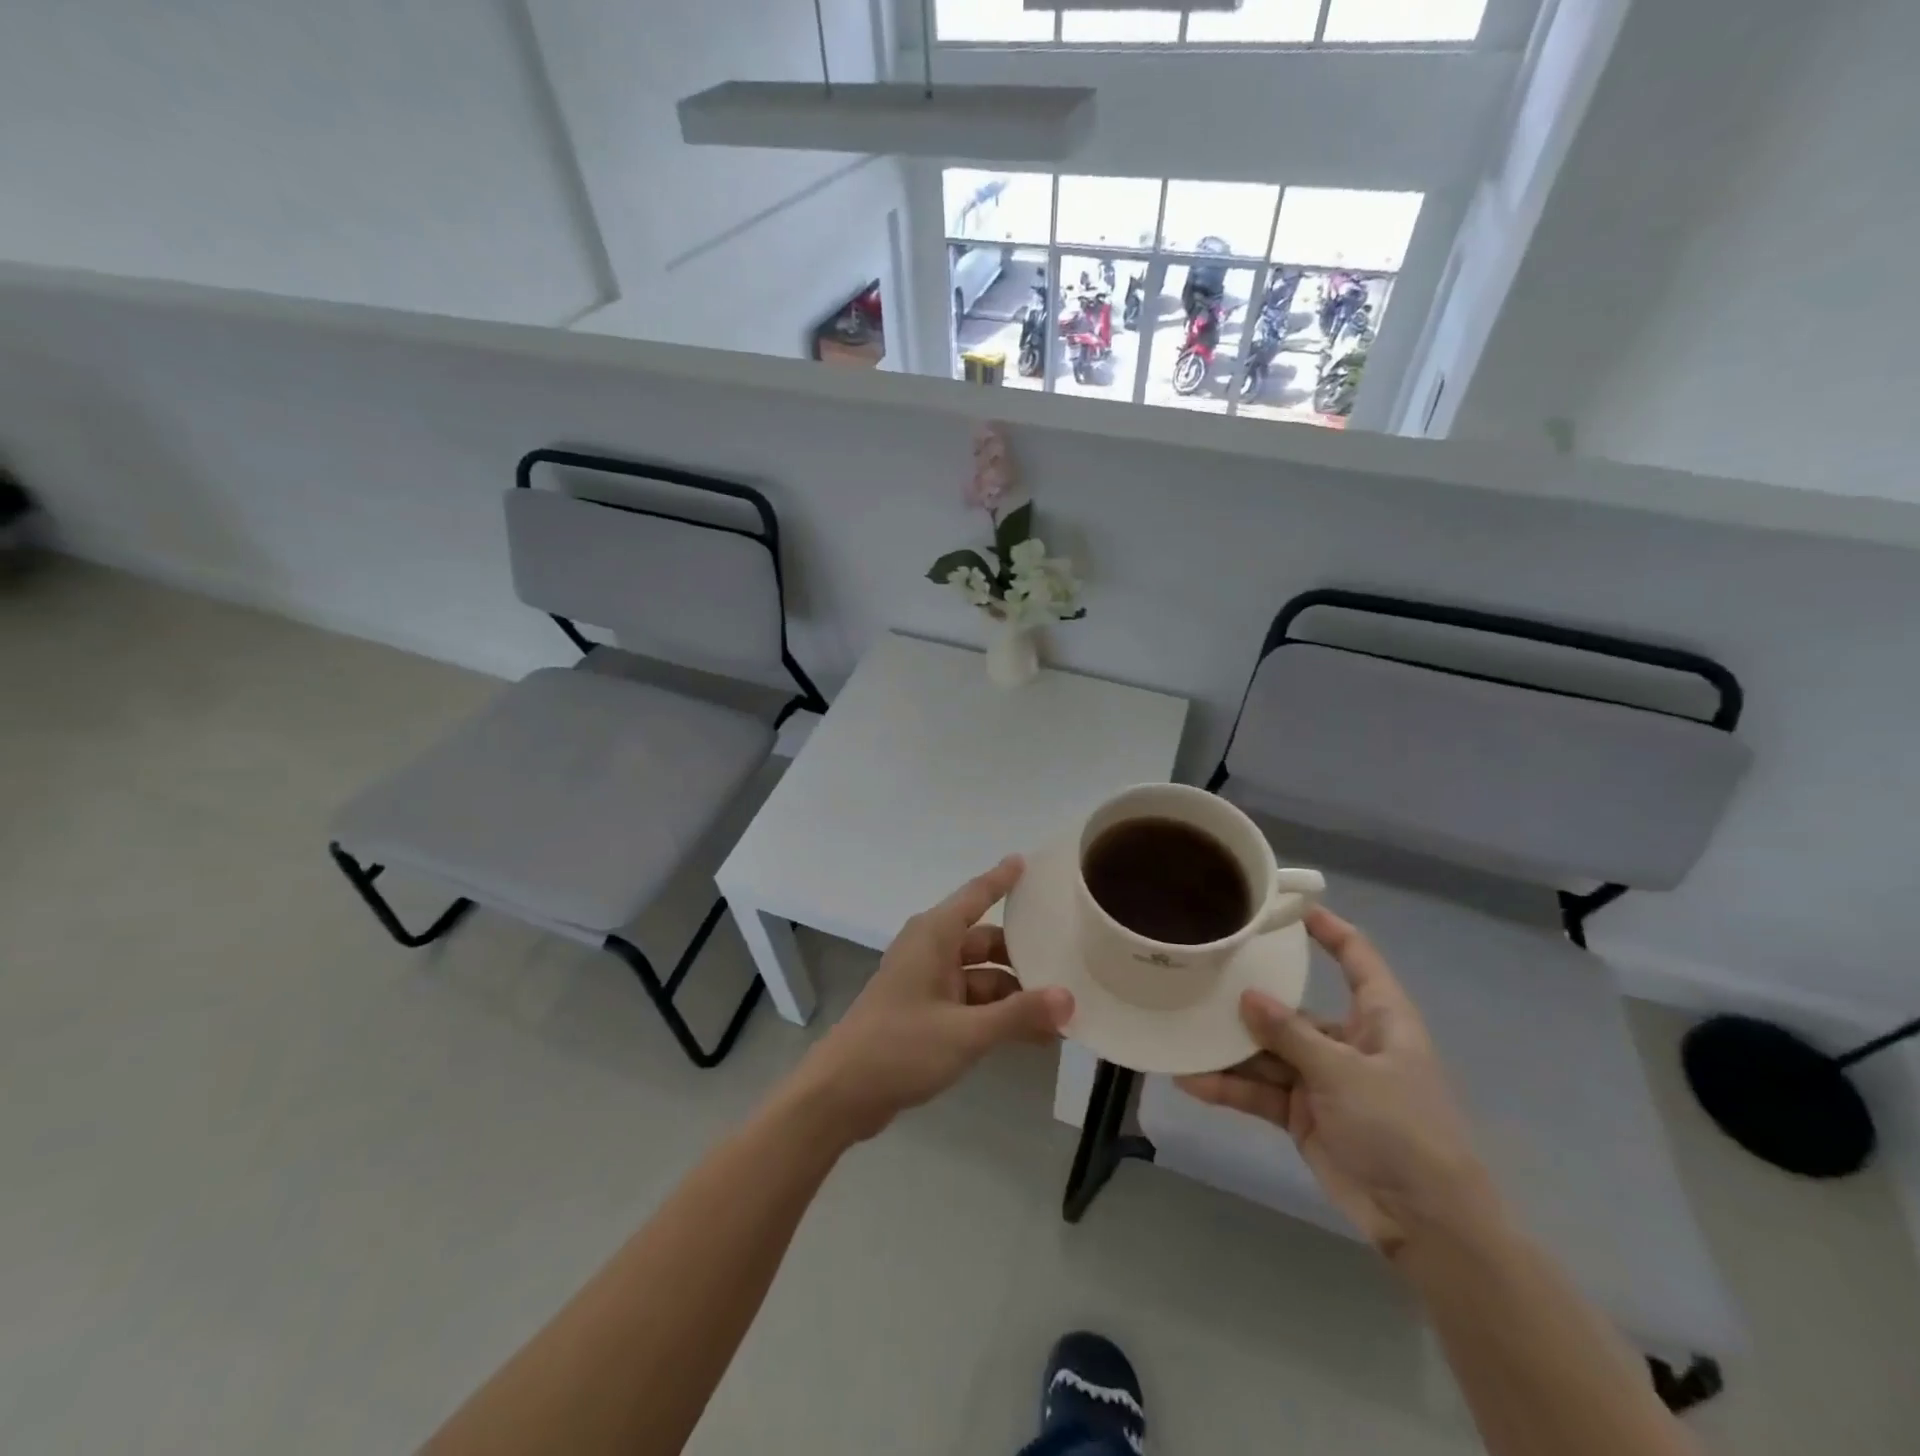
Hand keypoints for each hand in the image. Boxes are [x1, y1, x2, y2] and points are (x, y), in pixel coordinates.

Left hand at [787, 857, 1073, 1143]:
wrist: (840, 1094)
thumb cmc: (900, 1048)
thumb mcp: (966, 1032)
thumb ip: (1019, 1015)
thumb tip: (1069, 998)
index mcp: (934, 936)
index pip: (976, 896)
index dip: (1002, 879)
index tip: (1027, 861)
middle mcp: (930, 951)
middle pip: (985, 942)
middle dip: (1023, 957)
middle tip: (1069, 966)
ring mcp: (926, 983)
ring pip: (981, 977)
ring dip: (1014, 995)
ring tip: (1060, 1015)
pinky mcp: (924, 1012)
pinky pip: (970, 1003)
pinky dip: (996, 1014)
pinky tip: (1031, 1036)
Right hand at [1176, 908, 1492, 1256]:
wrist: (1425, 1223)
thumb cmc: (1402, 1130)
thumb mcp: (1345, 1074)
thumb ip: (1292, 1034)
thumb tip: (1247, 996)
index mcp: (1379, 1020)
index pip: (1357, 959)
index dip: (1329, 930)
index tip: (1289, 906)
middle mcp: (1348, 1042)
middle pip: (1294, 1007)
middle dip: (1252, 996)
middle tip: (1204, 971)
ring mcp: (1323, 1080)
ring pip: (1268, 1052)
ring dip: (1230, 1048)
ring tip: (1183, 1030)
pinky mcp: (1303, 1114)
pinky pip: (1261, 1091)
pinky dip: (1230, 1087)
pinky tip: (1192, 1080)